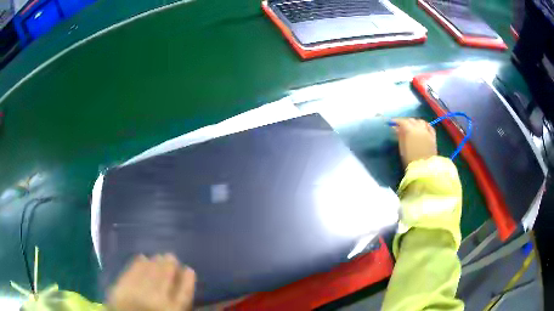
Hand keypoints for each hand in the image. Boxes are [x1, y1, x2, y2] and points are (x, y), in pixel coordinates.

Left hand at [108, 254, 195, 310]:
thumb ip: (179, 301)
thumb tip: (184, 282)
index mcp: (174, 309)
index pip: (185, 289)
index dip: (188, 277)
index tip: (188, 269)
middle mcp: (158, 298)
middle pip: (167, 274)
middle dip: (170, 263)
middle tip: (171, 257)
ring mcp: (139, 291)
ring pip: (151, 269)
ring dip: (156, 260)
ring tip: (158, 257)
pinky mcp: (122, 286)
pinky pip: (133, 269)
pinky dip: (139, 262)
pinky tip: (143, 257)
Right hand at [393, 118, 436, 166]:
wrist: (424, 168)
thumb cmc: (410, 159)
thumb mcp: (402, 147)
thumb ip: (400, 136)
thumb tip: (397, 128)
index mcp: (410, 130)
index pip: (402, 121)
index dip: (397, 121)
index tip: (392, 123)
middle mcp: (419, 128)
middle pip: (412, 120)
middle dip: (406, 121)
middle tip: (402, 126)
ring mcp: (427, 131)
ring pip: (421, 121)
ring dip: (415, 122)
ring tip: (413, 127)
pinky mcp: (433, 136)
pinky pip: (429, 127)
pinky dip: (425, 125)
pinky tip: (423, 127)